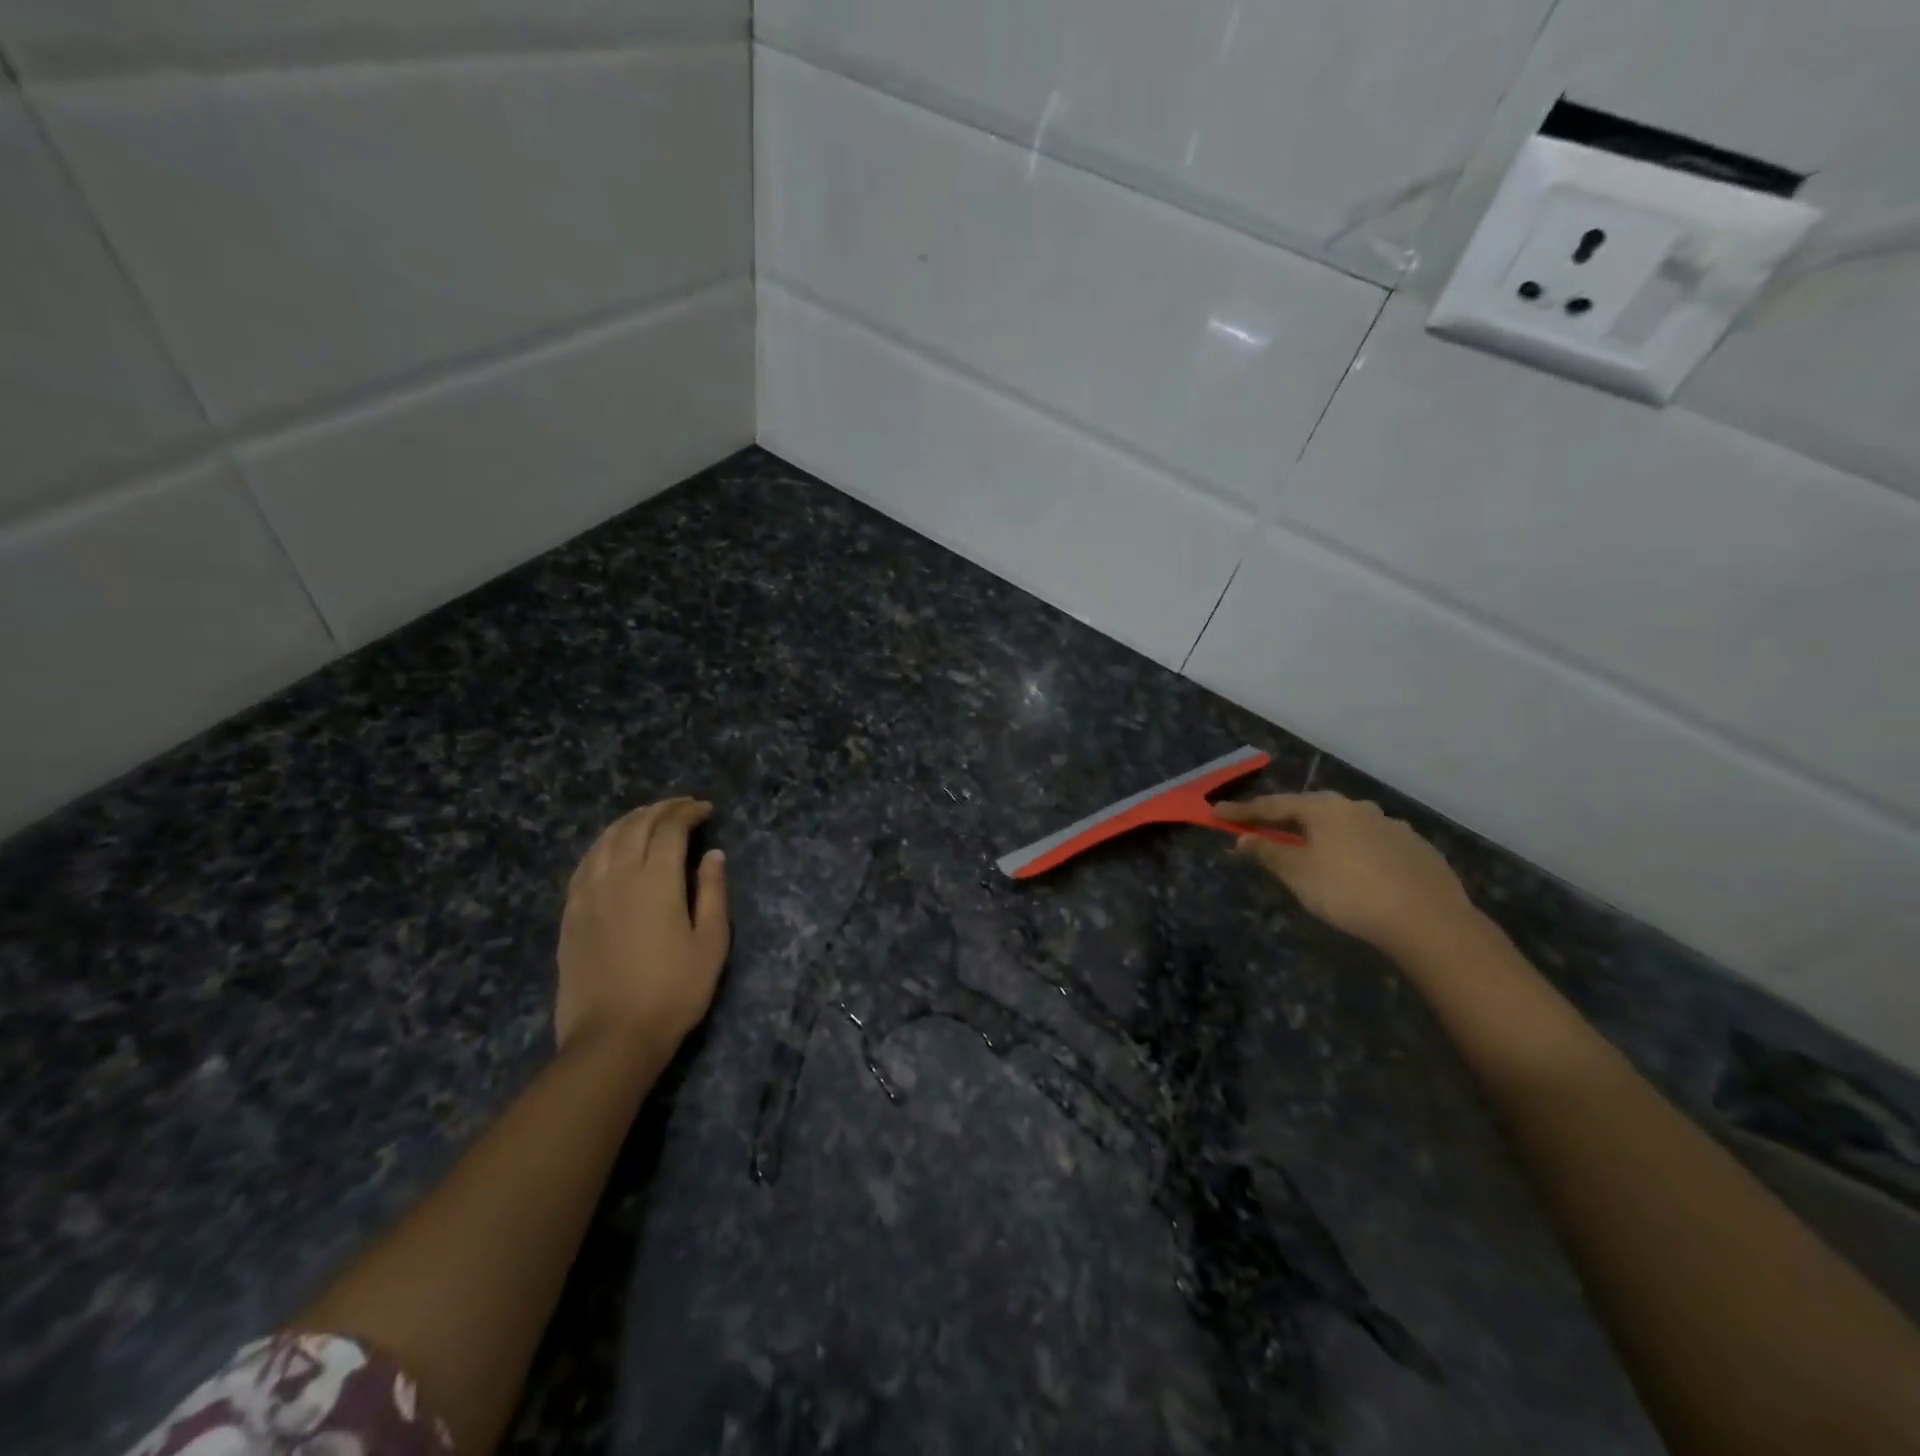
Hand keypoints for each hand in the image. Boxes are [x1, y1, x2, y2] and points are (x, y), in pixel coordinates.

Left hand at [556, 798, 729, 1054]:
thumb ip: (712, 892)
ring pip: (605, 840)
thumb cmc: (673, 991)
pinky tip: (611, 848)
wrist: (612, 1037)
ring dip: (629, 821)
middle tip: (682, 807)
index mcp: (656, 881)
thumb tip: (713, 855)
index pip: (670, 829)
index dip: (688, 812)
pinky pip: (584, 863)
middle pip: (635, 826)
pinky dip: (603, 845)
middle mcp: (618, 877)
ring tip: (648, 817)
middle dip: (661, 809)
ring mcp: (588, 894)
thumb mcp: (710, 943)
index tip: (706, 810)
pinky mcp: (571, 914)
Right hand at [1216, 792, 1477, 953]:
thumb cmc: (1349, 892)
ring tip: (1311, 853)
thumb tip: (1243, 838)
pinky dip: (1353, 852)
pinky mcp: (1417, 850)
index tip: (1216, 813)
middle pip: (1311, 810)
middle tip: (1263, 829)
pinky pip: (1372, 844)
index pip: (1274, 805)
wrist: (1429, 921)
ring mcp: (1392, 827)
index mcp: (1325, 808)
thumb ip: (1268, 853)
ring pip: (1345, 827)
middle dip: (1285, 819)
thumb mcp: (1298, 874)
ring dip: (1322, 836)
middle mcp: (1358, 808)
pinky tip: (1355, 872)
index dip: (1243, 811)